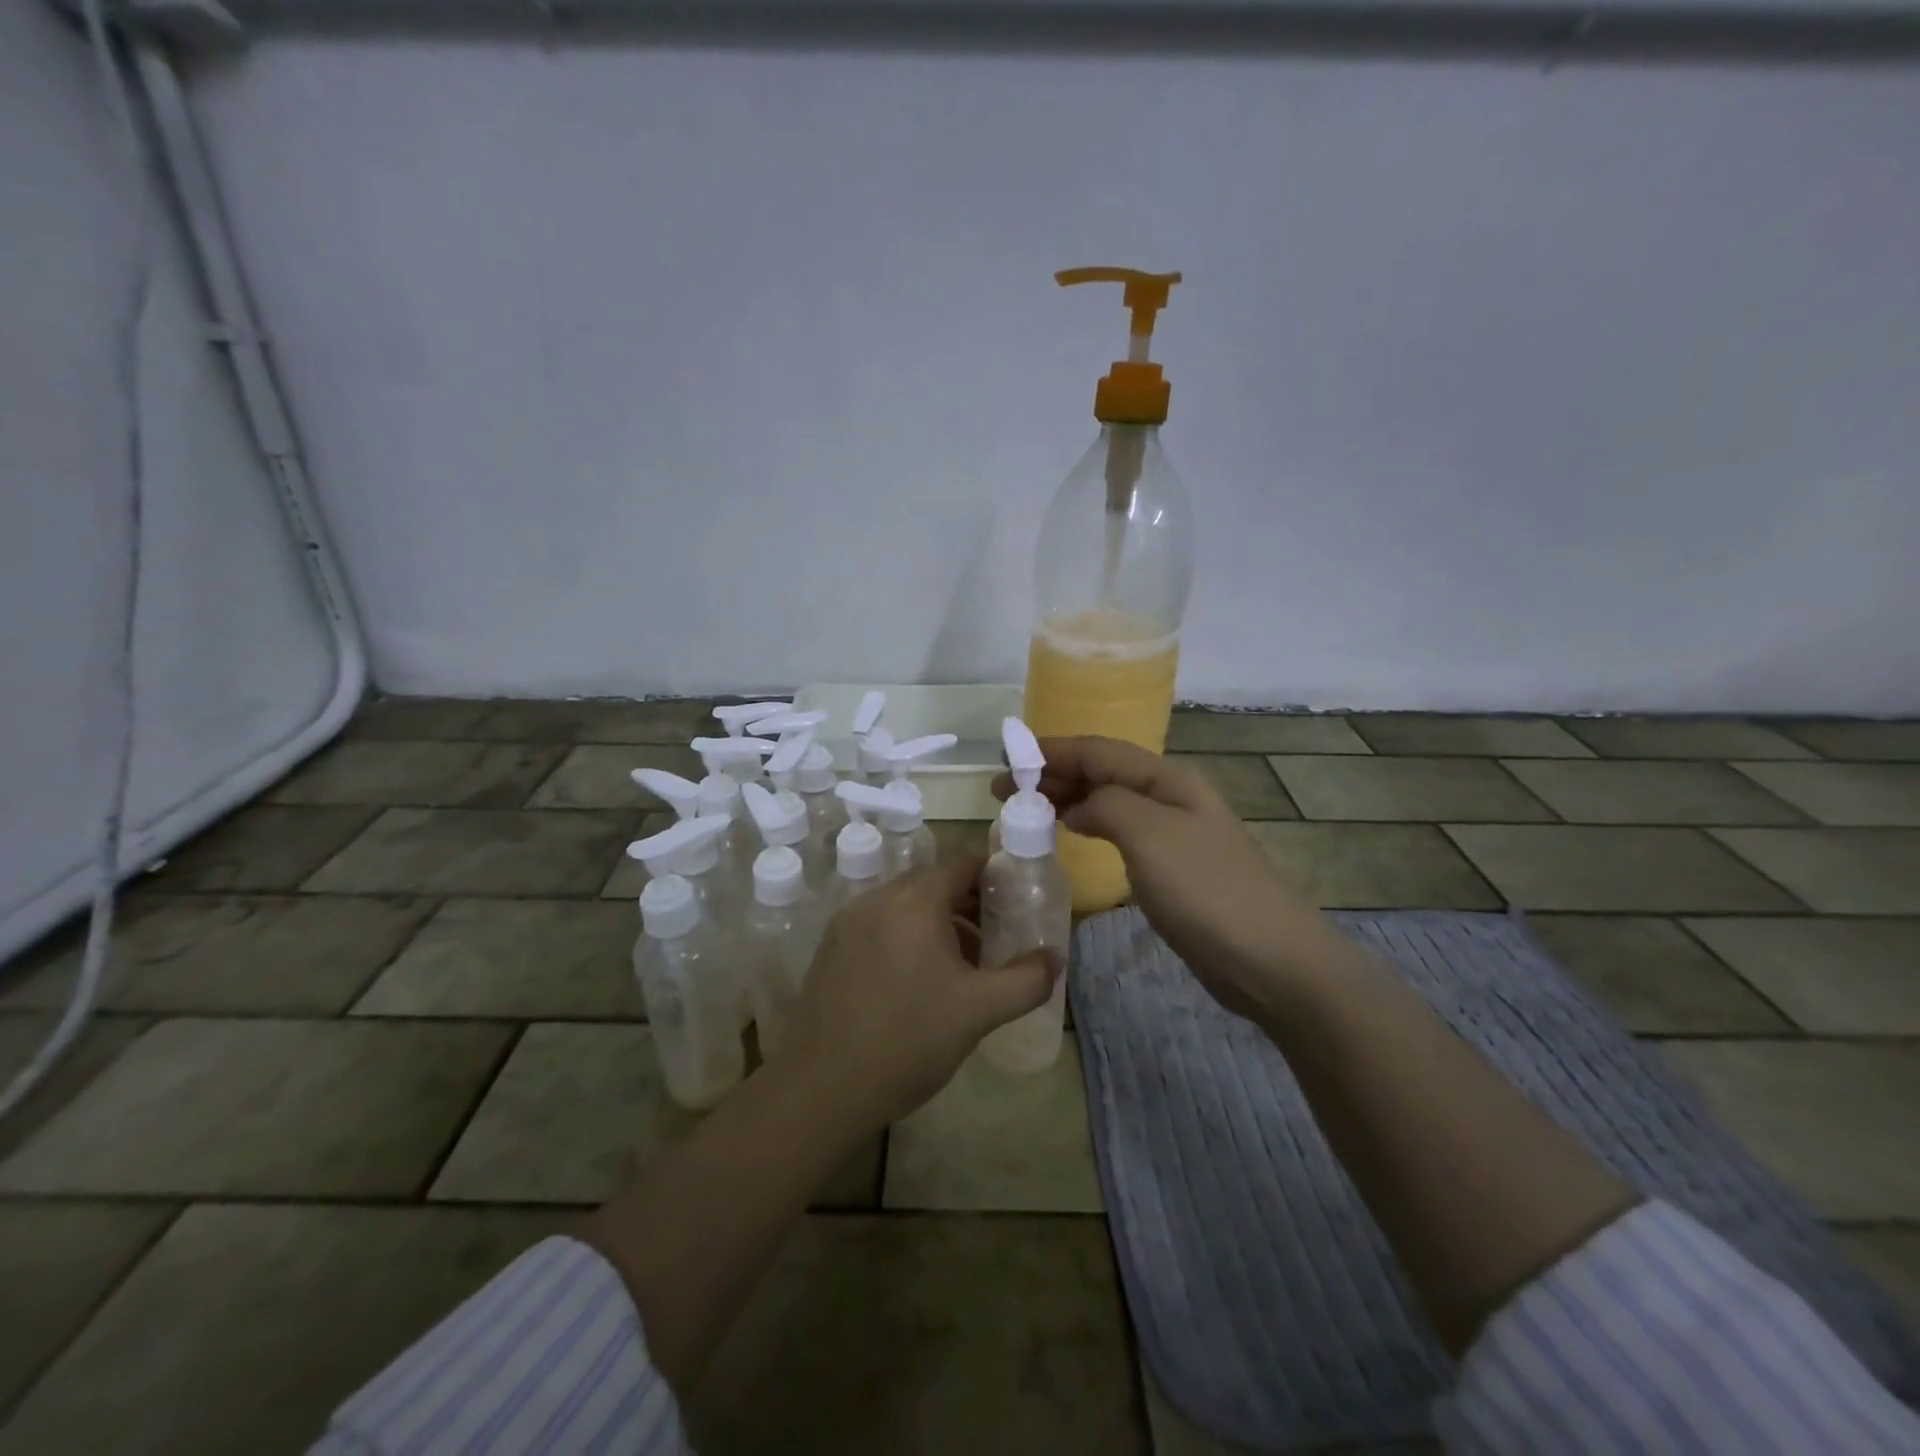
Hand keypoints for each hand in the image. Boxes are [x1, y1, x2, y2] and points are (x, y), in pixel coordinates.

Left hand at [781, 856, 1058, 1133]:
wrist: (826, 1086)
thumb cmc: (910, 1039)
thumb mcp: (980, 1010)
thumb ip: (1027, 979)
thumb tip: (1055, 956)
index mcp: (915, 901)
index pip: (962, 864)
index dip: (993, 877)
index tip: (1014, 902)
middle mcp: (878, 898)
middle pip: (931, 883)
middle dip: (966, 903)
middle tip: (993, 936)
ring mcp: (848, 922)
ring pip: (903, 905)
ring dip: (935, 921)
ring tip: (960, 964)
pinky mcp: (830, 948)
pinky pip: (878, 925)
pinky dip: (904, 936)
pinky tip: (916, 980)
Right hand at [994, 736, 1345, 1023]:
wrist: (1271, 960)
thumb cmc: (1207, 890)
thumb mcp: (1150, 835)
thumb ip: (1106, 805)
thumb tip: (1079, 807)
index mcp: (1167, 779)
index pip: (1099, 750)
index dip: (1052, 750)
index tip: (1008, 758)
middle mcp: (1170, 797)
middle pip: (1102, 773)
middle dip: (1053, 774)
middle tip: (1004, 789)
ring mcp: (1173, 834)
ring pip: (1109, 802)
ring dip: (1068, 799)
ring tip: (1026, 808)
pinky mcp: (1172, 869)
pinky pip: (1119, 833)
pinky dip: (1088, 827)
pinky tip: (1070, 834)